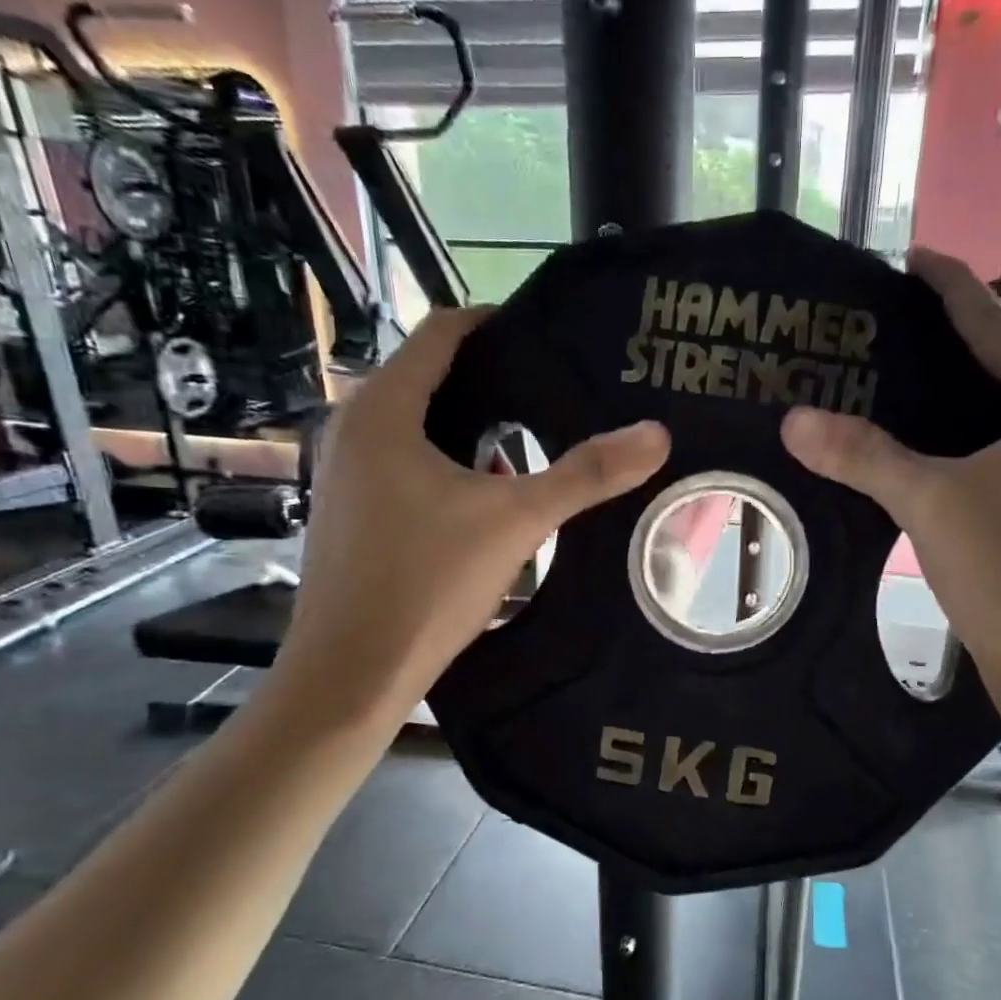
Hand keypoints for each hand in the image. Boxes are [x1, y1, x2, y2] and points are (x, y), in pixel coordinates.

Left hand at [274, 308, 669, 721]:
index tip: (550, 339)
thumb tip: (656, 433)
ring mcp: (343, 475)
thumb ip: (587, 475)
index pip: (441, 332)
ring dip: (473, 429)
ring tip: (533, 443)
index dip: (496, 325)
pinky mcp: (349, 513)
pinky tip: (488, 497)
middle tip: (555, 392)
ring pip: (418, 428)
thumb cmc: (425, 584)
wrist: (351, 674)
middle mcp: (352, 430)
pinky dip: (448, 464)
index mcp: (382, 411)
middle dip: (493, 381)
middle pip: (431, 379)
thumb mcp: (517, 521)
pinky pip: (405, 465)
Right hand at [780, 247, 1000, 733]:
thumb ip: (862, 454)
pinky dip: (989, 434)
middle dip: (960, 341)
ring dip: (975, 391)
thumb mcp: (928, 502)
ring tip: (915, 379)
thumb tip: (793, 420)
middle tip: (898, 328)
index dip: (949, 289)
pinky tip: (949, 445)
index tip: (912, 258)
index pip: (999, 325)